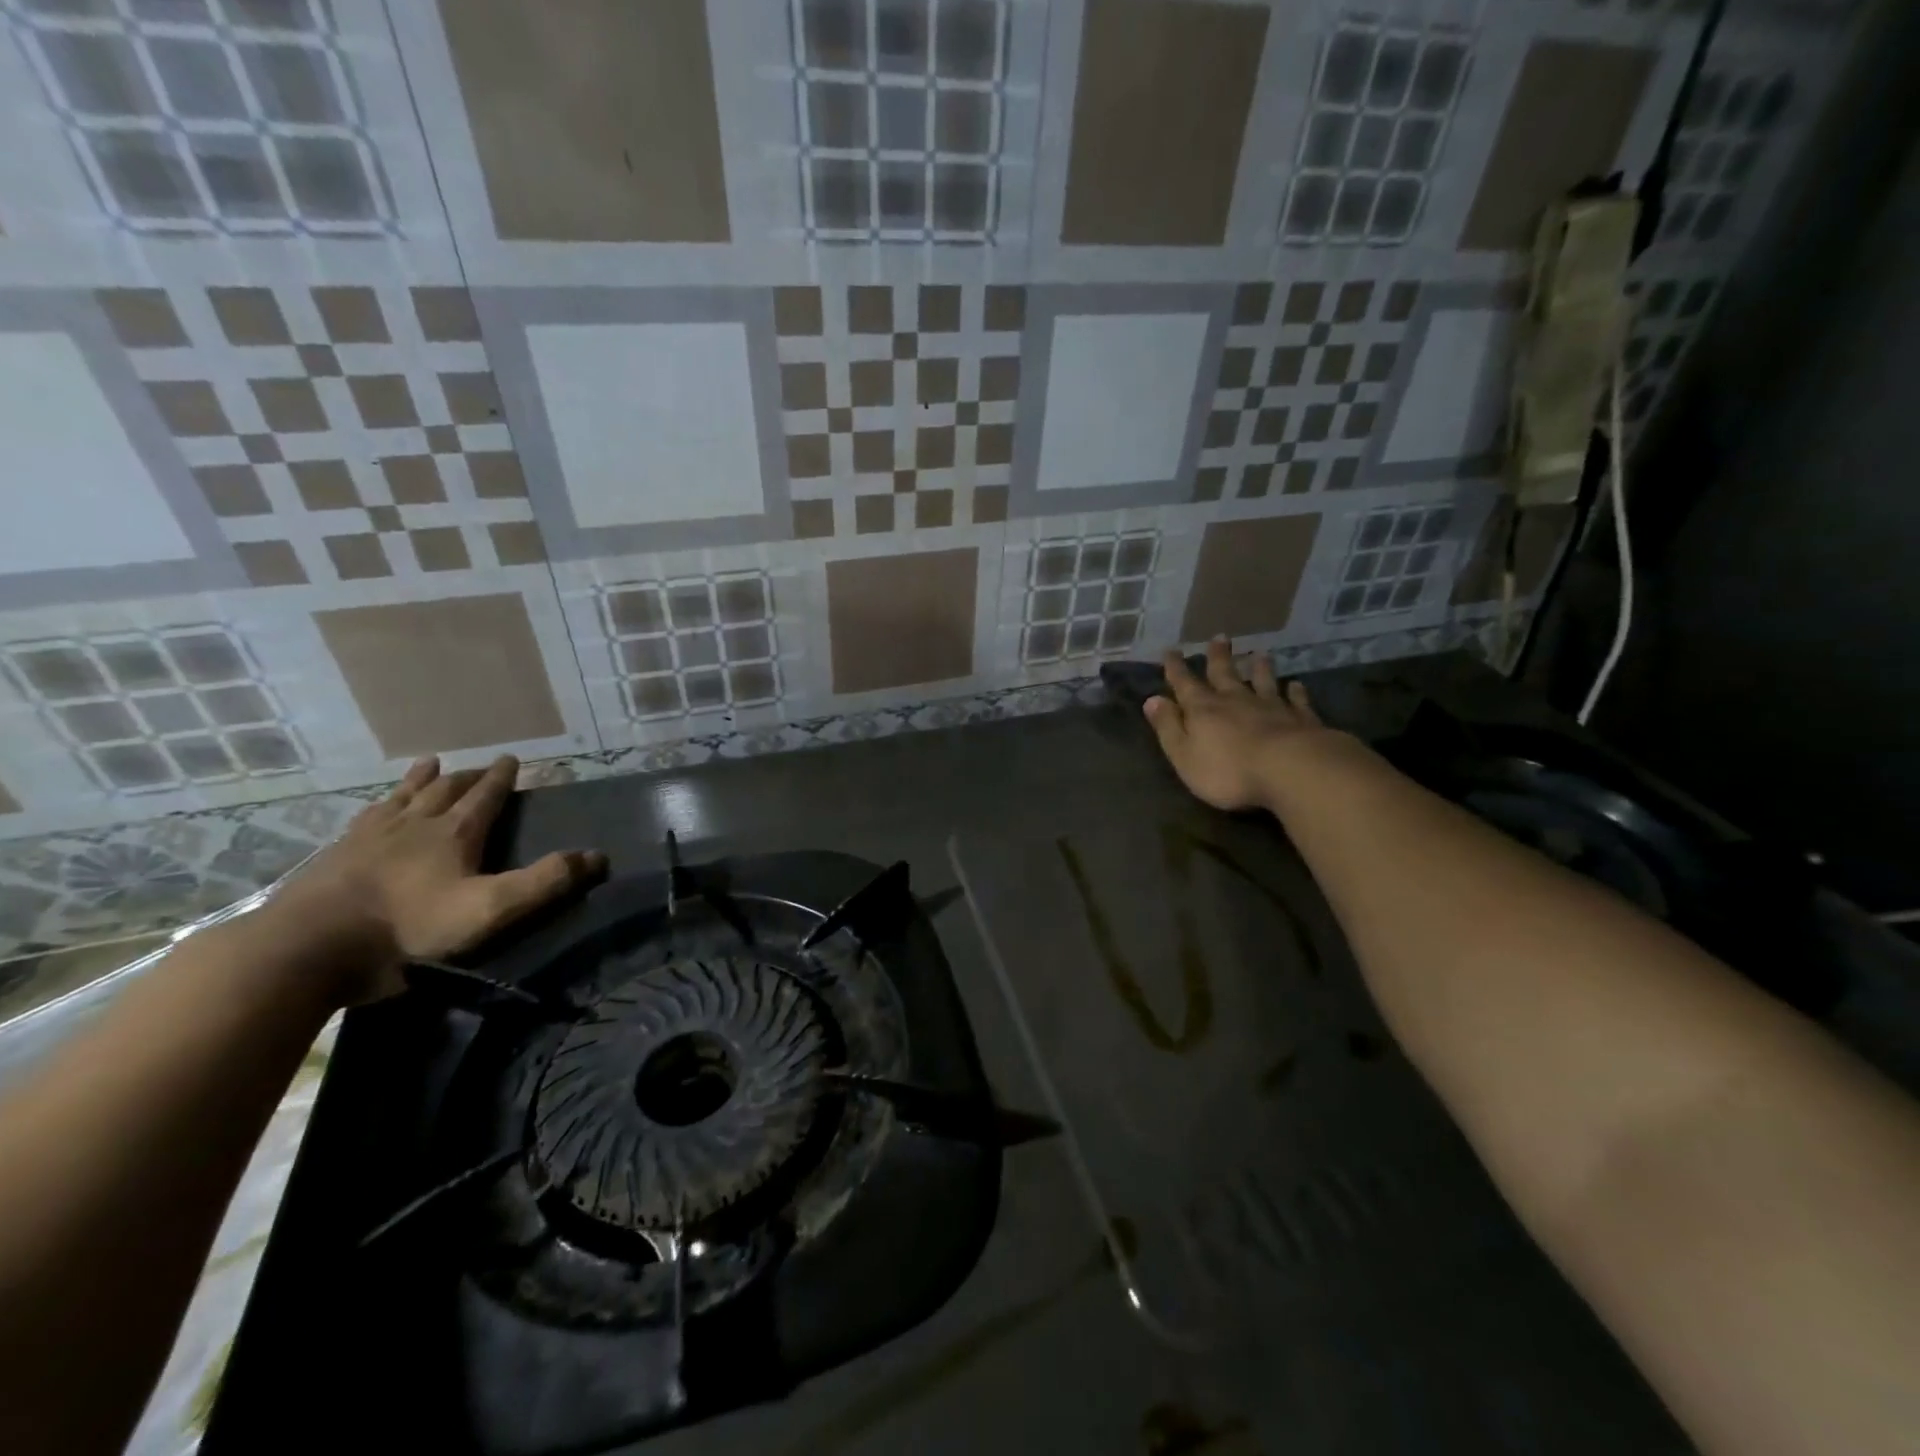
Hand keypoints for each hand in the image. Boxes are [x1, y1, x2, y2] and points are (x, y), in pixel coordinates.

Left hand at [267, 755, 606, 1003]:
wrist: (309, 947)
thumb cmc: (409, 928)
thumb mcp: (490, 909)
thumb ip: (544, 882)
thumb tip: (599, 855)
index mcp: (454, 833)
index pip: (485, 796)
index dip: (502, 777)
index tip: (513, 758)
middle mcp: (414, 824)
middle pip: (445, 789)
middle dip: (467, 776)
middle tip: (481, 765)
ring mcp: (369, 837)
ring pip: (402, 796)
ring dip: (420, 779)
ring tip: (429, 763)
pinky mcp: (334, 856)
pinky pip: (364, 818)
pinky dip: (379, 805)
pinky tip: (374, 808)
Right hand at [1143, 638, 1331, 811]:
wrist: (1290, 770)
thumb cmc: (1228, 770)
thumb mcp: (1184, 754)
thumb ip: (1168, 727)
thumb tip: (1152, 700)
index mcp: (1203, 710)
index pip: (1185, 684)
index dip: (1176, 668)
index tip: (1171, 650)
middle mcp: (1236, 701)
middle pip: (1225, 674)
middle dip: (1218, 657)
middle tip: (1219, 637)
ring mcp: (1271, 707)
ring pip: (1263, 681)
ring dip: (1259, 668)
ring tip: (1259, 654)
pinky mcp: (1301, 719)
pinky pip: (1296, 700)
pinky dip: (1295, 691)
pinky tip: (1296, 685)